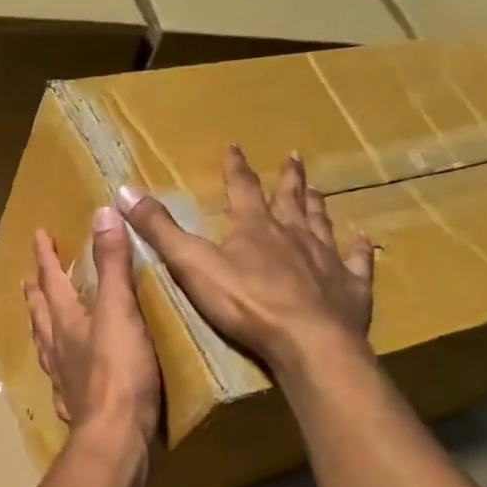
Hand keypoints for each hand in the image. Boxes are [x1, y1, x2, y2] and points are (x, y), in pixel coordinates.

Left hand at [23, 205, 160, 447]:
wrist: (116, 436)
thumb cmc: (119, 371)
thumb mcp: (119, 310)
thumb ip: (112, 264)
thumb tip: (102, 213)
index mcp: (66, 322)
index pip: (51, 281)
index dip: (46, 257)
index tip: (37, 235)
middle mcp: (58, 348)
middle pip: (41, 315)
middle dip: (35, 293)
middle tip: (26, 281)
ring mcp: (64, 380)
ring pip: (45, 346)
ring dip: (40, 328)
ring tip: (37, 321)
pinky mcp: (76, 405)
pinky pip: (60, 378)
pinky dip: (58, 366)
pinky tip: (62, 375)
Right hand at [116, 145, 373, 370]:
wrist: (307, 340)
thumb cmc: (245, 302)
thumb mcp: (191, 264)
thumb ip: (160, 230)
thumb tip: (124, 191)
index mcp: (256, 228)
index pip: (243, 190)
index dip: (236, 169)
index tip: (235, 146)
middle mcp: (294, 235)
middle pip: (291, 200)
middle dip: (288, 178)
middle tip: (294, 156)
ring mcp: (326, 259)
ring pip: (322, 223)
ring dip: (318, 205)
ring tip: (318, 189)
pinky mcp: (350, 288)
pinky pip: (357, 262)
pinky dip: (359, 249)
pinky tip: (362, 239)